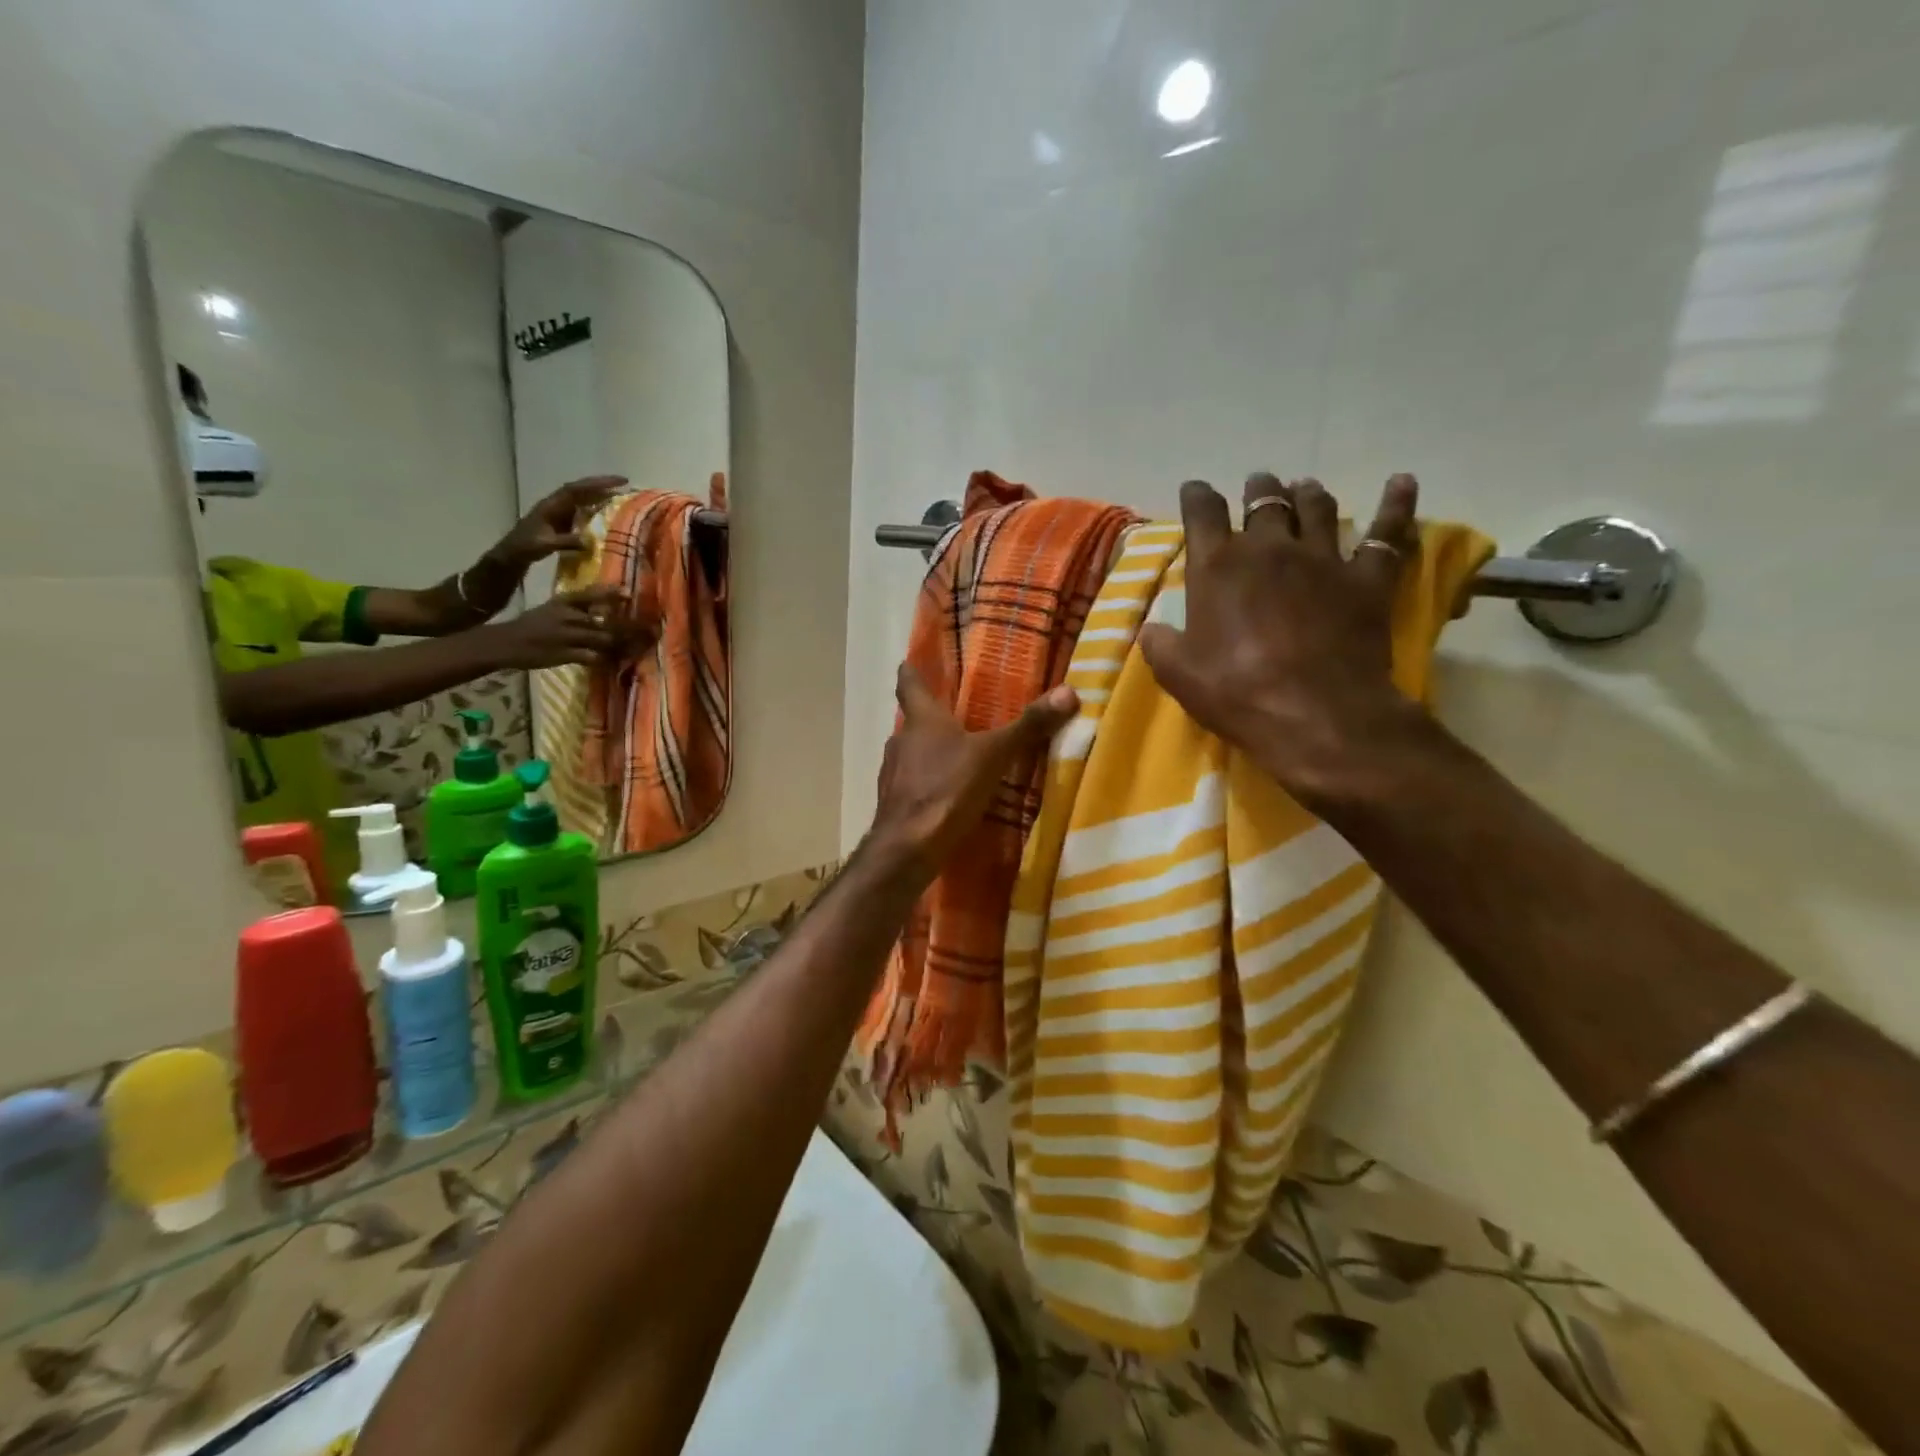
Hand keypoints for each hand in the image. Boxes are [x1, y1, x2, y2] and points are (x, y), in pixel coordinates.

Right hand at [485, 587, 648, 669]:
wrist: (507, 643)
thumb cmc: (533, 624)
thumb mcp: (553, 608)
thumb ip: (578, 608)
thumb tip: (605, 610)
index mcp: (564, 602)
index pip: (590, 594)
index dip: (610, 594)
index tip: (629, 593)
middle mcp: (568, 616)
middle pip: (604, 620)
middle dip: (627, 626)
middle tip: (649, 629)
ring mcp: (567, 636)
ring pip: (602, 638)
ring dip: (621, 643)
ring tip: (638, 645)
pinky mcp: (565, 655)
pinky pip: (592, 657)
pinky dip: (605, 658)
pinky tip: (615, 660)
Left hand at [493, 476, 627, 567]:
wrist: (512, 553)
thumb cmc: (526, 547)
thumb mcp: (545, 545)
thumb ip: (566, 542)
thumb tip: (590, 541)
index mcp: (552, 505)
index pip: (577, 489)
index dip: (597, 484)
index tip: (619, 482)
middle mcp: (556, 503)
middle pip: (581, 489)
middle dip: (602, 485)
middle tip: (624, 483)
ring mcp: (559, 511)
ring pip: (582, 498)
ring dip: (599, 495)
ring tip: (620, 496)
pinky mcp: (562, 520)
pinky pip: (582, 509)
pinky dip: (595, 508)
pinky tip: (607, 513)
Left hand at [870, 665, 1077, 880]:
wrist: (907, 847)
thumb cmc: (947, 789)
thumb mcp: (993, 755)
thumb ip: (1028, 726)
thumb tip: (1069, 691)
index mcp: (921, 720)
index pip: (909, 684)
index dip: (911, 673)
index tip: (910, 663)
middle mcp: (900, 741)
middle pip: (913, 722)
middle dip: (930, 719)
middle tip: (953, 716)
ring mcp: (892, 774)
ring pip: (910, 754)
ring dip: (928, 753)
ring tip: (954, 756)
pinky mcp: (894, 804)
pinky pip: (912, 784)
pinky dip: (927, 783)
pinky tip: (946, 794)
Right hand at [1139, 473, 1426, 808]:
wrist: (1314, 715)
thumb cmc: (1236, 692)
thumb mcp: (1178, 674)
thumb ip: (1160, 645)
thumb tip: (1151, 630)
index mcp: (1218, 567)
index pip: (1202, 513)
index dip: (1197, 496)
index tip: (1194, 490)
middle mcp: (1269, 549)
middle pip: (1264, 501)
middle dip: (1258, 489)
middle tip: (1258, 485)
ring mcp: (1323, 559)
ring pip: (1317, 509)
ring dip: (1308, 494)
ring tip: (1304, 487)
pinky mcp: (1366, 580)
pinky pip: (1387, 534)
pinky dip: (1396, 505)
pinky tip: (1402, 482)